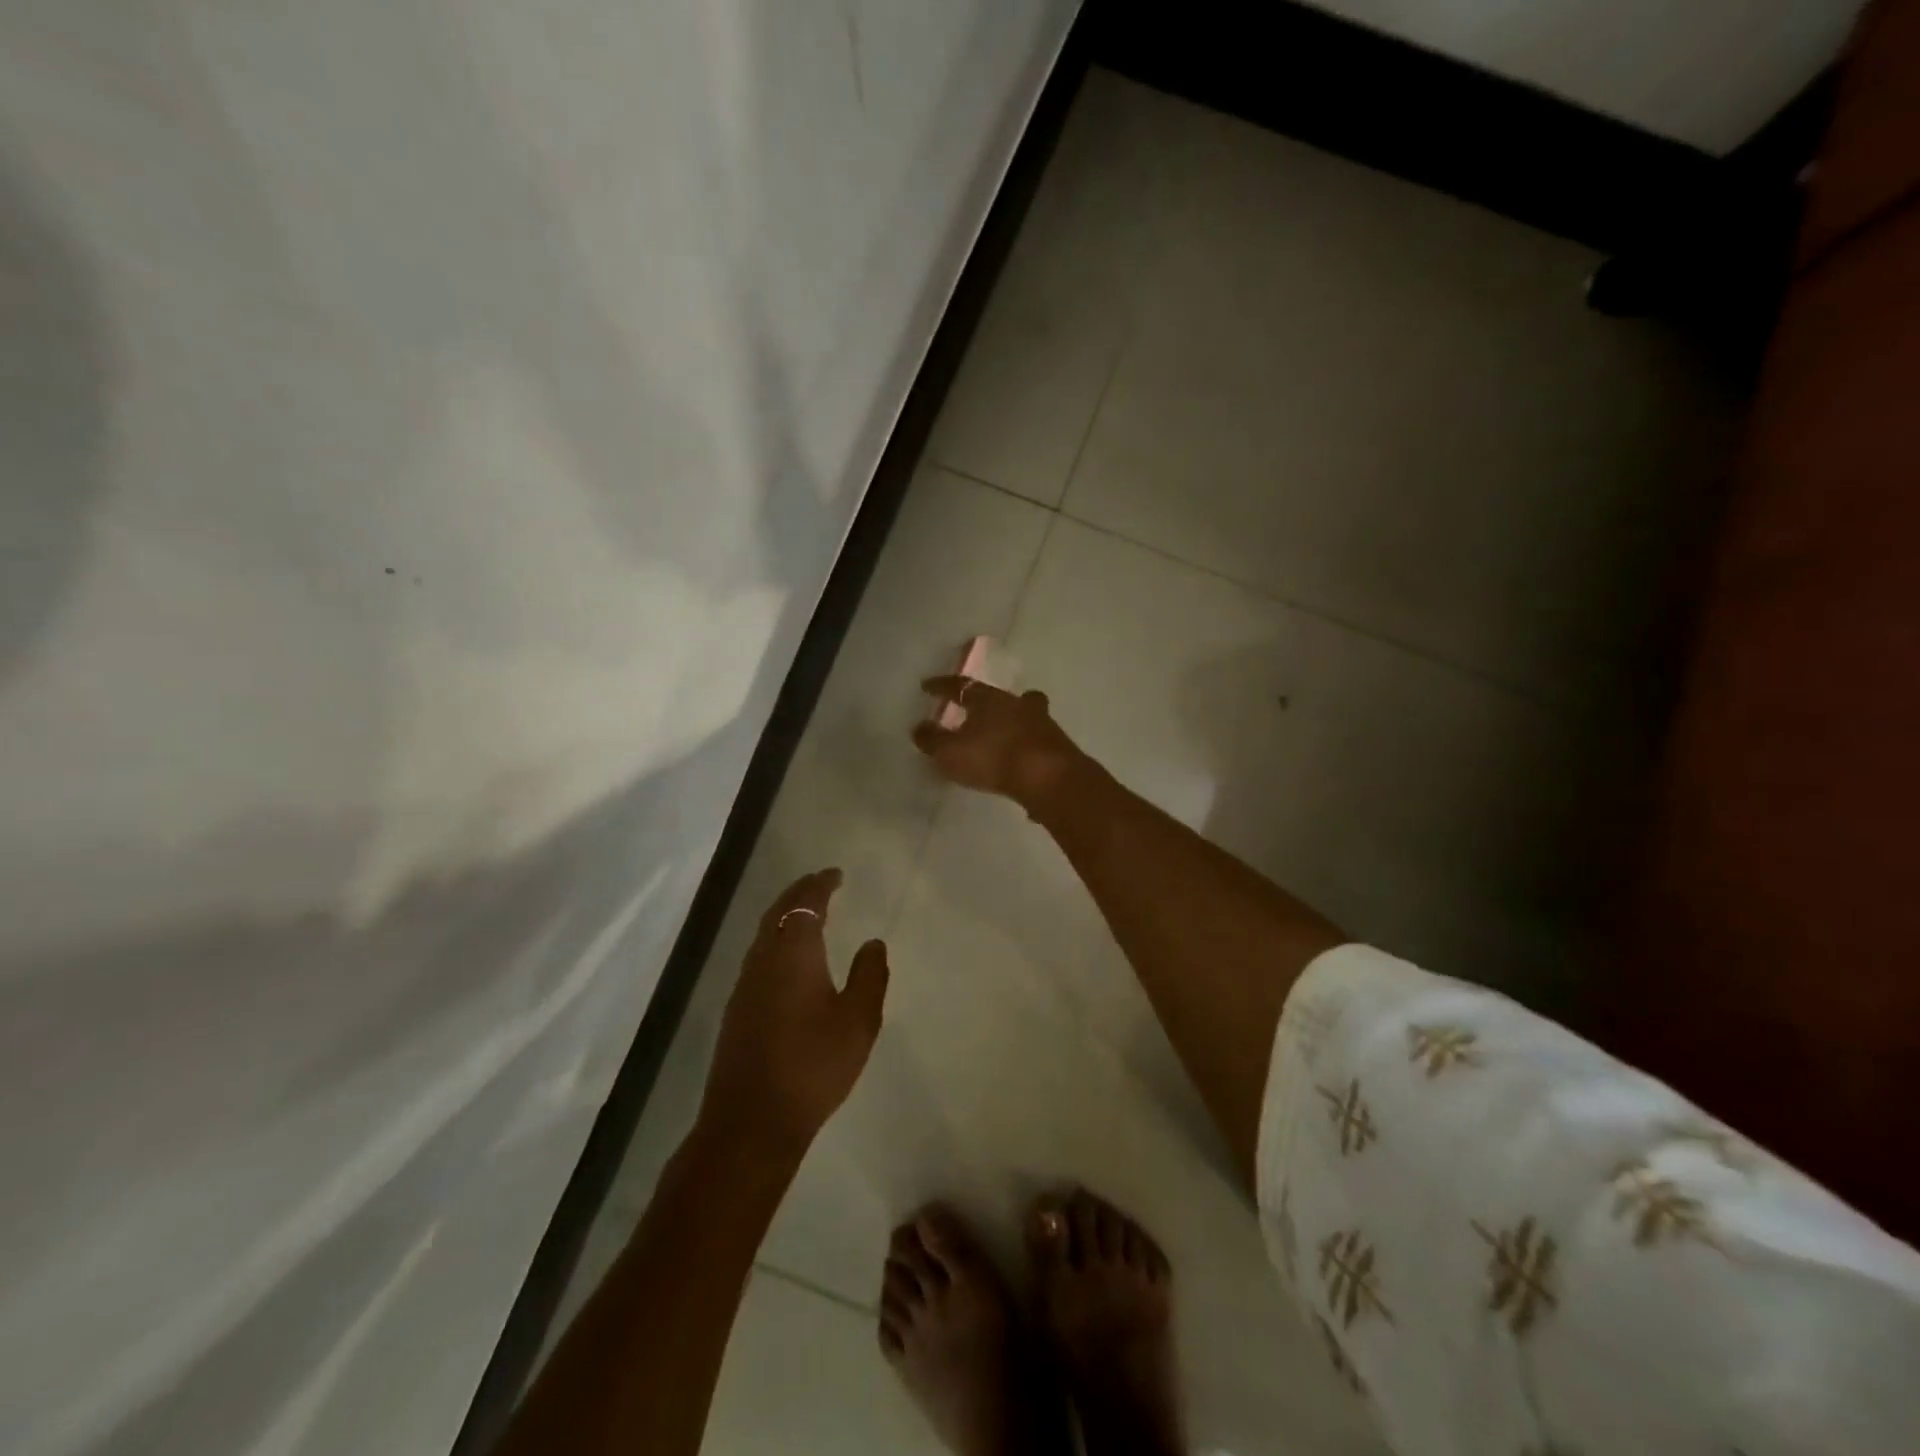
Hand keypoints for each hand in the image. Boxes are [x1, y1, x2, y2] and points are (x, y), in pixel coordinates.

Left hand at [699, 869, 889, 1160]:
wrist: (751, 1123)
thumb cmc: (813, 1066)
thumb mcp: (858, 1022)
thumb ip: (869, 976)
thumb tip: (872, 942)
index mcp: (794, 954)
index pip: (806, 904)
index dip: (820, 885)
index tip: (835, 874)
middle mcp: (763, 960)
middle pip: (777, 912)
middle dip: (799, 893)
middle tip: (820, 882)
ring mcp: (744, 985)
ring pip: (763, 933)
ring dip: (784, 915)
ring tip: (805, 912)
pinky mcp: (736, 1009)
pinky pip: (757, 955)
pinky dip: (775, 939)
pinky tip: (786, 958)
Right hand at [912, 676, 1081, 810]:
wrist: (1050, 778)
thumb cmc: (993, 758)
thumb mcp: (950, 753)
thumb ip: (932, 740)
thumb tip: (918, 727)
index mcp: (989, 699)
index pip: (960, 686)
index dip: (942, 686)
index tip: (927, 686)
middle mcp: (1017, 704)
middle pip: (1001, 696)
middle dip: (989, 702)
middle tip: (977, 709)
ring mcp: (1042, 724)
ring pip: (1026, 714)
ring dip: (1013, 722)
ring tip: (1002, 737)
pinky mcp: (1058, 747)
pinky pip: (1037, 741)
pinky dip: (1026, 746)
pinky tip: (1020, 761)